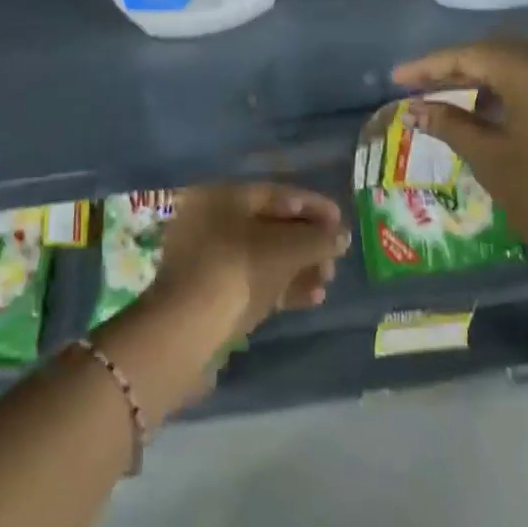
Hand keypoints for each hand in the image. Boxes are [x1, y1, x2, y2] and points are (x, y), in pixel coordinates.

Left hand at [145, 183, 350, 343]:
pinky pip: (252, 281)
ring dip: (298, 267)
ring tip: (327, 282)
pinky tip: (311, 299)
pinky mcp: (209, 293)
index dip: (313, 206)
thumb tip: (341, 236)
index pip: (276, 194)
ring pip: (262, 256)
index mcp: (221, 196)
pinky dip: (281, 286)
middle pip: (270, 226)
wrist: (186, 332)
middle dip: (307, 242)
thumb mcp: (286, 250)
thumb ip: (319, 239)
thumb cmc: (237, 271)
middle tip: (335, 259)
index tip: (341, 223)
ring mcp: (206, 259)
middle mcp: (209, 220)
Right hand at [391, 37, 527, 267]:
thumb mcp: (488, 157)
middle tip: (421, 87)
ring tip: (450, 101)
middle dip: (457, 67)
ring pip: (521, 67)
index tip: (396, 78)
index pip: (471, 55)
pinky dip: (510, 91)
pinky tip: (490, 114)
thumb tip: (413, 110)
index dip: (429, 66)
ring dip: (484, 79)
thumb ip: (448, 124)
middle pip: (498, 52)